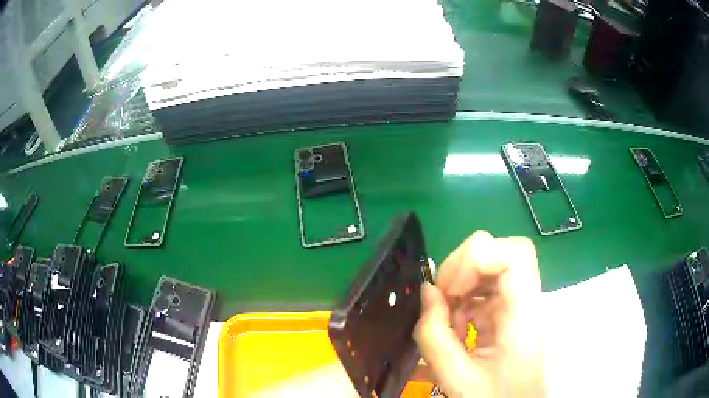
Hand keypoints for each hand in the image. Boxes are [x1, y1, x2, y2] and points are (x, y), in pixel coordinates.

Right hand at [414, 231, 545, 397]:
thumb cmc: (494, 397)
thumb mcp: (456, 377)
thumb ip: (435, 336)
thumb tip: (427, 292)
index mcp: (523, 317)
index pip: (516, 255)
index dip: (477, 258)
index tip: (451, 288)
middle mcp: (527, 302)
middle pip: (501, 253)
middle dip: (462, 268)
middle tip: (441, 299)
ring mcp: (519, 304)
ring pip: (491, 267)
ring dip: (460, 284)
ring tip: (445, 316)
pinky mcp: (509, 311)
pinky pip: (485, 288)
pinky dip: (463, 299)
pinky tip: (455, 325)